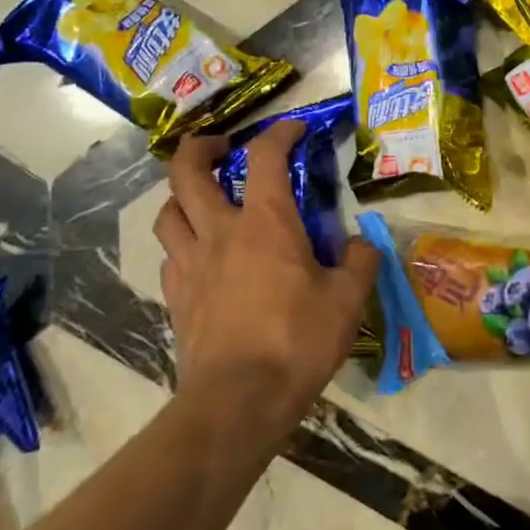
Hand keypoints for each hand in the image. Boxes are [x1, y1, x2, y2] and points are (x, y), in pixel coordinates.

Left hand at [155, 122, 379, 436]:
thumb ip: (360, 263)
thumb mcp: (348, 301)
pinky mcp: (176, 298)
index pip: (265, 157)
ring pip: (168, 213)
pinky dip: (183, 244)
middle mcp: (219, 232)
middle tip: (219, 147)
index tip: (295, 128)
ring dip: (182, 196)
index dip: (279, 133)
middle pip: (186, 172)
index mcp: (265, 223)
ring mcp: (190, 265)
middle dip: (199, 148)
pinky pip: (170, 256)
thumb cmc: (297, 342)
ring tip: (203, 201)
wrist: (238, 401)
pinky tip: (202, 258)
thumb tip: (361, 245)